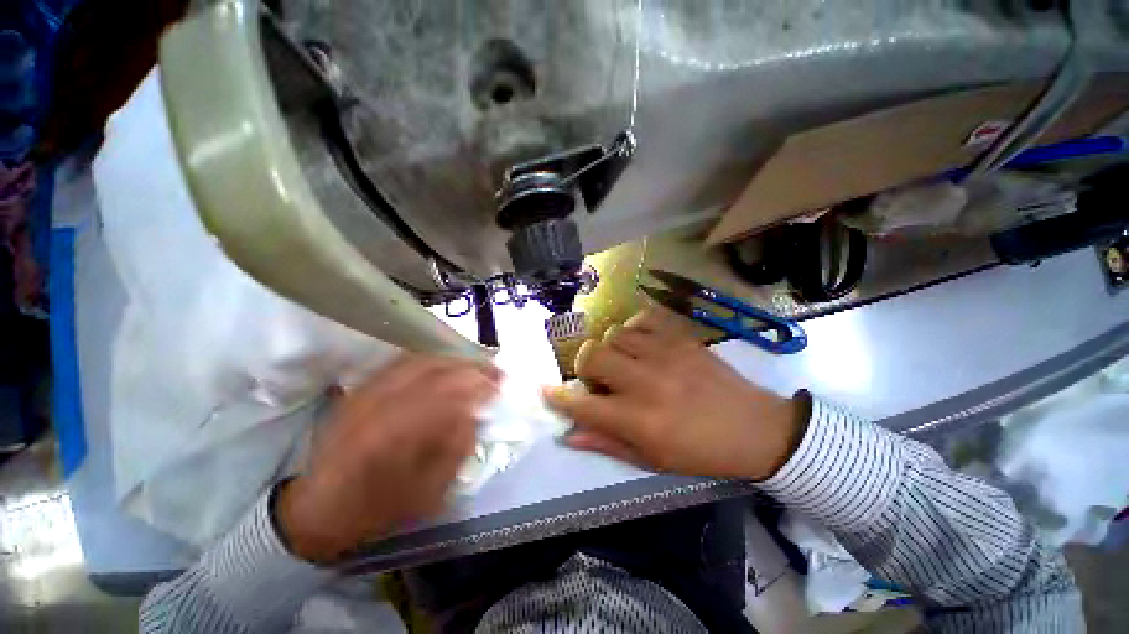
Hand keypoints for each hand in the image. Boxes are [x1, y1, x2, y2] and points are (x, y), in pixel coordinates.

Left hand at [276, 354, 499, 563]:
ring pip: (421, 360)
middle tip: (495, 372)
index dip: (480, 385)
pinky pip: (403, 362)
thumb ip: (456, 449)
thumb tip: (477, 413)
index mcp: (395, 434)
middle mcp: (380, 404)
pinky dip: (432, 360)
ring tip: (476, 366)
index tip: (501, 386)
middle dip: (472, 367)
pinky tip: (447, 365)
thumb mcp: (427, 493)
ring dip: (455, 360)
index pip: (449, 394)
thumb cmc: (377, 509)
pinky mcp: (362, 389)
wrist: (318, 509)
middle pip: (436, 370)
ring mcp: (367, 392)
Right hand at [544, 308, 806, 479]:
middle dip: (585, 366)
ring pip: (614, 334)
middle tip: (598, 377)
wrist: (754, 428)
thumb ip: (607, 443)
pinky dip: (634, 328)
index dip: (559, 397)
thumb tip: (570, 434)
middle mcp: (646, 382)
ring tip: (623, 360)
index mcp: (639, 420)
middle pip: (593, 356)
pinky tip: (642, 342)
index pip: (583, 405)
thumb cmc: (700, 452)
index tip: (547, 390)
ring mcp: (665, 355)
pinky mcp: (681, 338)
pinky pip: (643, 318)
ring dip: (610, 348)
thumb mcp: (652, 460)